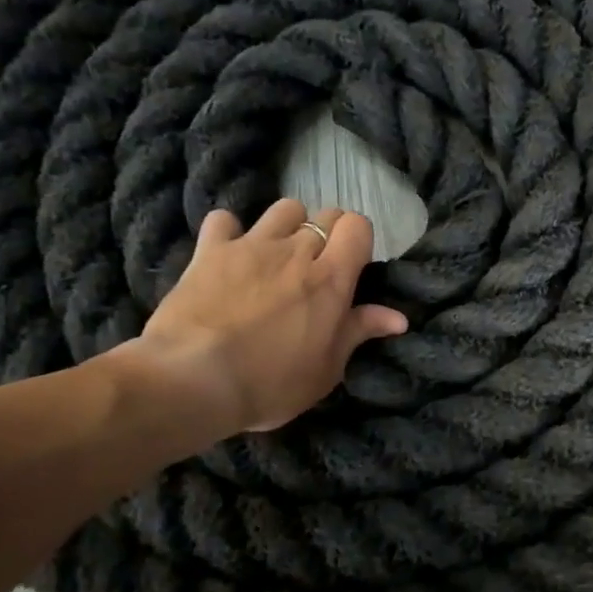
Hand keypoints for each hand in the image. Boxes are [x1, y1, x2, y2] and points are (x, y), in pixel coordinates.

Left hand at [112, 199, 408, 440]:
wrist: (194, 380)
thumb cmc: (270, 383)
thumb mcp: (326, 369)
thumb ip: (359, 332)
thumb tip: (399, 317)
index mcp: (331, 279)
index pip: (358, 226)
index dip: (358, 239)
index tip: (351, 266)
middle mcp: (296, 251)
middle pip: (325, 214)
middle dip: (328, 234)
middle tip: (317, 268)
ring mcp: (252, 245)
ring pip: (284, 208)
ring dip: (288, 226)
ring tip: (279, 256)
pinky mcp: (210, 250)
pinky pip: (224, 220)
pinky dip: (229, 231)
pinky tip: (228, 253)